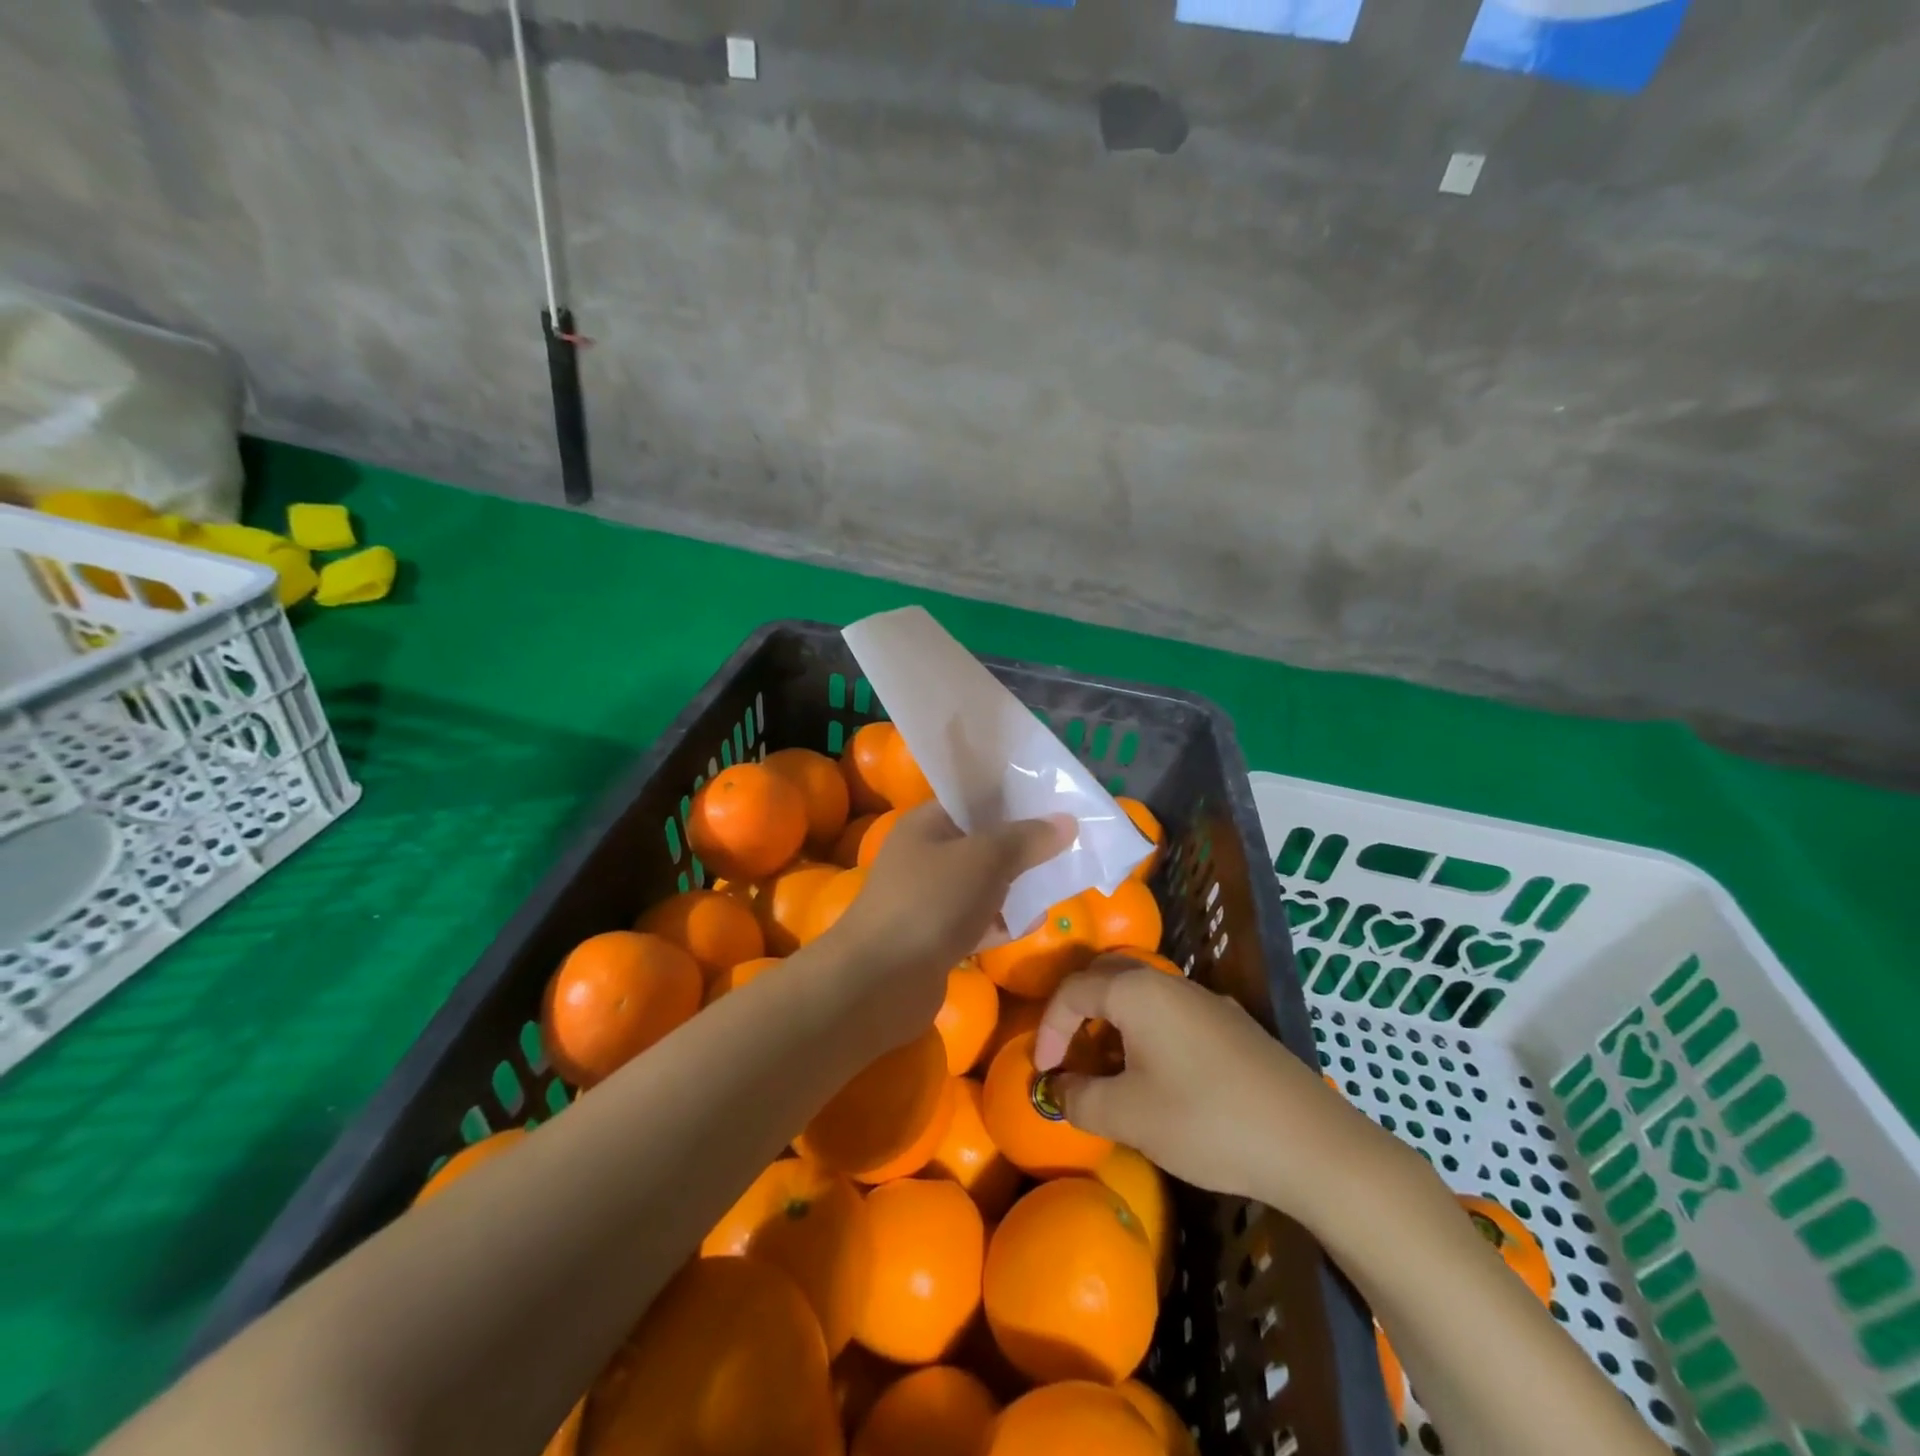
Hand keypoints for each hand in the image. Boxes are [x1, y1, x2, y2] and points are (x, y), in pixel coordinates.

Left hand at [814, 804, 1073, 1044]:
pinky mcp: (936, 939)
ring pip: (982, 884)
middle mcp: (924, 856)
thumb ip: (1027, 839)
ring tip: (1061, 881)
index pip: (972, 799)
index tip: (1054, 802)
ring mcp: (928, 899)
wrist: (879, 983)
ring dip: (1015, 885)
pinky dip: (1003, 921)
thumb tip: (1067, 820)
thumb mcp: (985, 859)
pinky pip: (977, 921)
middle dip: (1021, 845)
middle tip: (1067, 844)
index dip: (1012, 798)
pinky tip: (1035, 922)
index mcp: (926, 824)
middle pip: (981, 842)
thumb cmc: (931, 903)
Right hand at [1034, 957, 1401, 1218]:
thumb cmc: (1206, 1121)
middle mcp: (1168, 982)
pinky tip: (1156, 1075)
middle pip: (1105, 979)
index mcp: (1137, 991)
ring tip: (1107, 1069)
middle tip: (1068, 1056)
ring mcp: (1204, 999)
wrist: (1310, 1142)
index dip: (1048, 1029)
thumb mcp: (1129, 1116)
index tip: (1042, 1072)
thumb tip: (1057, 1090)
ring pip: (1139, 995)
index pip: (1072, 991)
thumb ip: (1080, 1099)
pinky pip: (1169, 1012)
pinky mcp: (1230, 1023)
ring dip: (1111, 1023)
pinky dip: (1144, 1031)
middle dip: (1077, 1014)